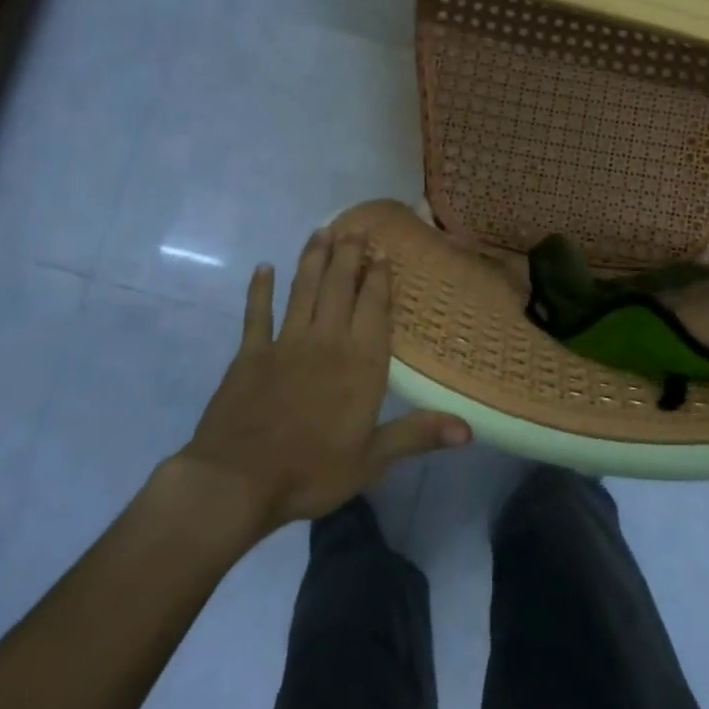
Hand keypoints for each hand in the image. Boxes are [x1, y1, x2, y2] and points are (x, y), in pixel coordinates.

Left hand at [176, 229, 470, 535]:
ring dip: (313, 259)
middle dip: (349, 255)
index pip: (374, 308)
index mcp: (360, 363)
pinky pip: (257, 314)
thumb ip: (419, 435)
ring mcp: (286, 343)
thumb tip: (470, 430)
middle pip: (340, 287)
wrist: (238, 480)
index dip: (379, 278)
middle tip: (355, 227)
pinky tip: (263, 268)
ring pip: (303, 290)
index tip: (383, 251)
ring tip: (321, 231)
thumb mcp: (373, 460)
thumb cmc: (312, 471)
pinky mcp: (250, 353)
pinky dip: (259, 290)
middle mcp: (326, 341)